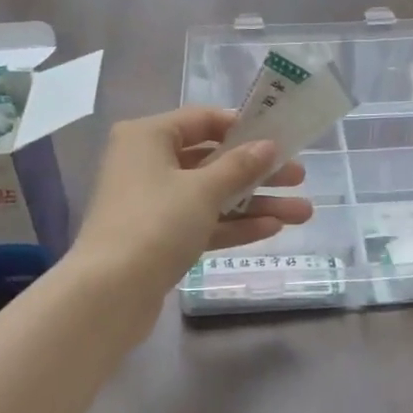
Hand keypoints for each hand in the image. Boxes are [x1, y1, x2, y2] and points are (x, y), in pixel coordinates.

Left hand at [71, 106, 312, 300]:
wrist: (109, 292)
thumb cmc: (156, 223)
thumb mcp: (203, 190)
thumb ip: (240, 165)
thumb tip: (268, 146)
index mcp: (147, 137)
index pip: (202, 120)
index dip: (243, 127)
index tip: (279, 138)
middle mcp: (146, 163)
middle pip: (211, 160)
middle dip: (257, 171)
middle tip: (299, 177)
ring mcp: (152, 203)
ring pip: (211, 195)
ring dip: (254, 202)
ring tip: (302, 212)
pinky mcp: (159, 237)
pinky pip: (202, 222)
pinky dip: (233, 224)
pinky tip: (272, 229)